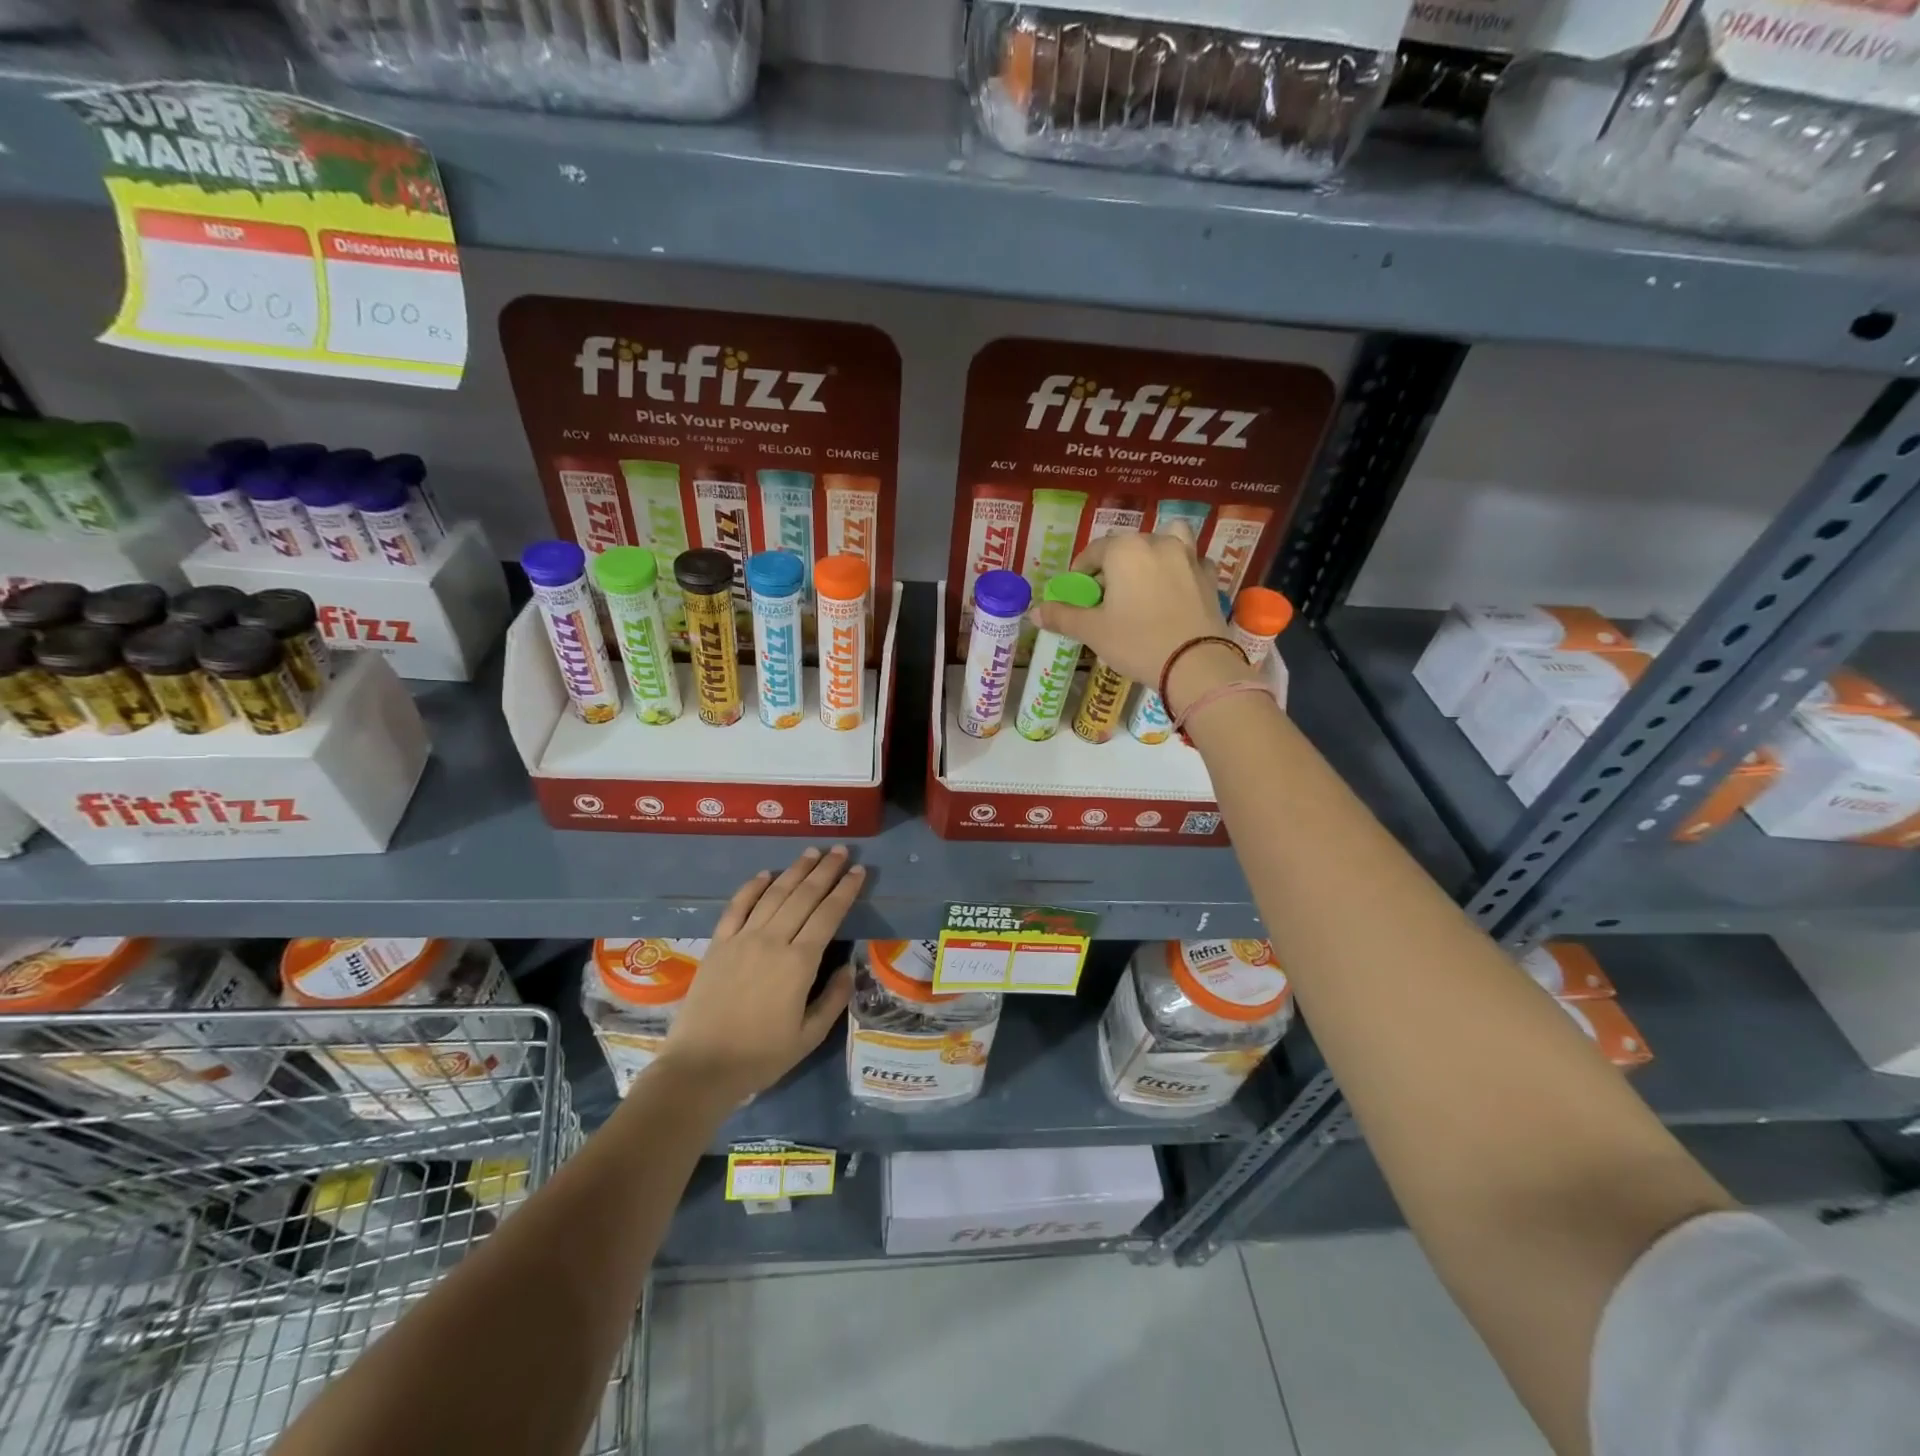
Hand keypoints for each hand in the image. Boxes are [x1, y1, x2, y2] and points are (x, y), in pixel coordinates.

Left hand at [657, 847, 862, 1099]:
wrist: (700, 1067)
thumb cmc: (760, 1057)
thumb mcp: (809, 1036)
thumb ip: (834, 998)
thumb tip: (848, 967)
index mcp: (799, 963)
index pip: (829, 914)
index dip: (846, 890)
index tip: (859, 871)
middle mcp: (772, 941)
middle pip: (804, 896)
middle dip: (826, 870)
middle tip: (841, 851)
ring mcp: (742, 939)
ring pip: (774, 894)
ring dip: (795, 871)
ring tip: (812, 852)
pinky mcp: (718, 944)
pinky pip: (737, 906)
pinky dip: (752, 887)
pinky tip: (765, 874)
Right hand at [1033, 525, 1254, 713]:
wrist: (1195, 664)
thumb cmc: (1137, 642)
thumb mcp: (1093, 631)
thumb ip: (1063, 616)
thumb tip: (1034, 611)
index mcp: (1125, 550)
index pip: (1094, 551)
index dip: (1081, 571)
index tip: (1078, 591)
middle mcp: (1158, 543)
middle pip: (1129, 545)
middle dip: (1115, 565)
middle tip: (1108, 594)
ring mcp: (1189, 556)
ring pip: (1168, 540)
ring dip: (1154, 552)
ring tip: (1146, 578)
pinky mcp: (1209, 576)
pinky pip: (1192, 562)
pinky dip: (1181, 568)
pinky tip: (1175, 589)